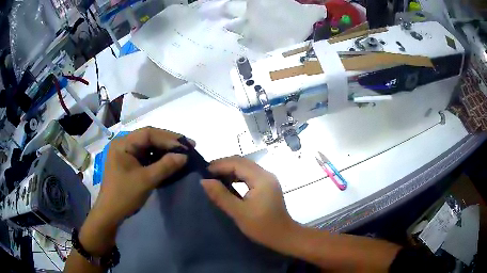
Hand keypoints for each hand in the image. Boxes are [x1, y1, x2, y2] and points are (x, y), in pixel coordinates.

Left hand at [80, 127, 192, 255]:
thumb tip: (184, 156)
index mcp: (123, 144)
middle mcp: (124, 144)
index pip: (148, 133)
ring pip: (149, 146)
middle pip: (149, 137)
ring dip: (165, 149)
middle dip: (169, 142)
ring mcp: (126, 153)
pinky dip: (159, 158)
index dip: (168, 138)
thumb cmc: (124, 195)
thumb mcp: (146, 180)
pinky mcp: (129, 162)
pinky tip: (170, 160)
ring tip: (183, 152)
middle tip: (189, 146)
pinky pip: (146, 156)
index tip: (186, 145)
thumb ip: (165, 166)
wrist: (110, 213)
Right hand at [201, 156, 299, 251]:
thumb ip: (221, 195)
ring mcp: (268, 179)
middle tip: (207, 174)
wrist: (283, 235)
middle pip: (242, 162)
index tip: (204, 171)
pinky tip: (228, 183)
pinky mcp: (267, 185)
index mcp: (261, 179)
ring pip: (246, 167)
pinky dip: (237, 176)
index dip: (220, 165)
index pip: (237, 163)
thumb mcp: (239, 212)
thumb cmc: (262, 226)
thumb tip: (204, 181)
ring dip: (230, 170)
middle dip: (224, 165)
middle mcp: (266, 174)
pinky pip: (250, 174)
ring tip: (215, 177)